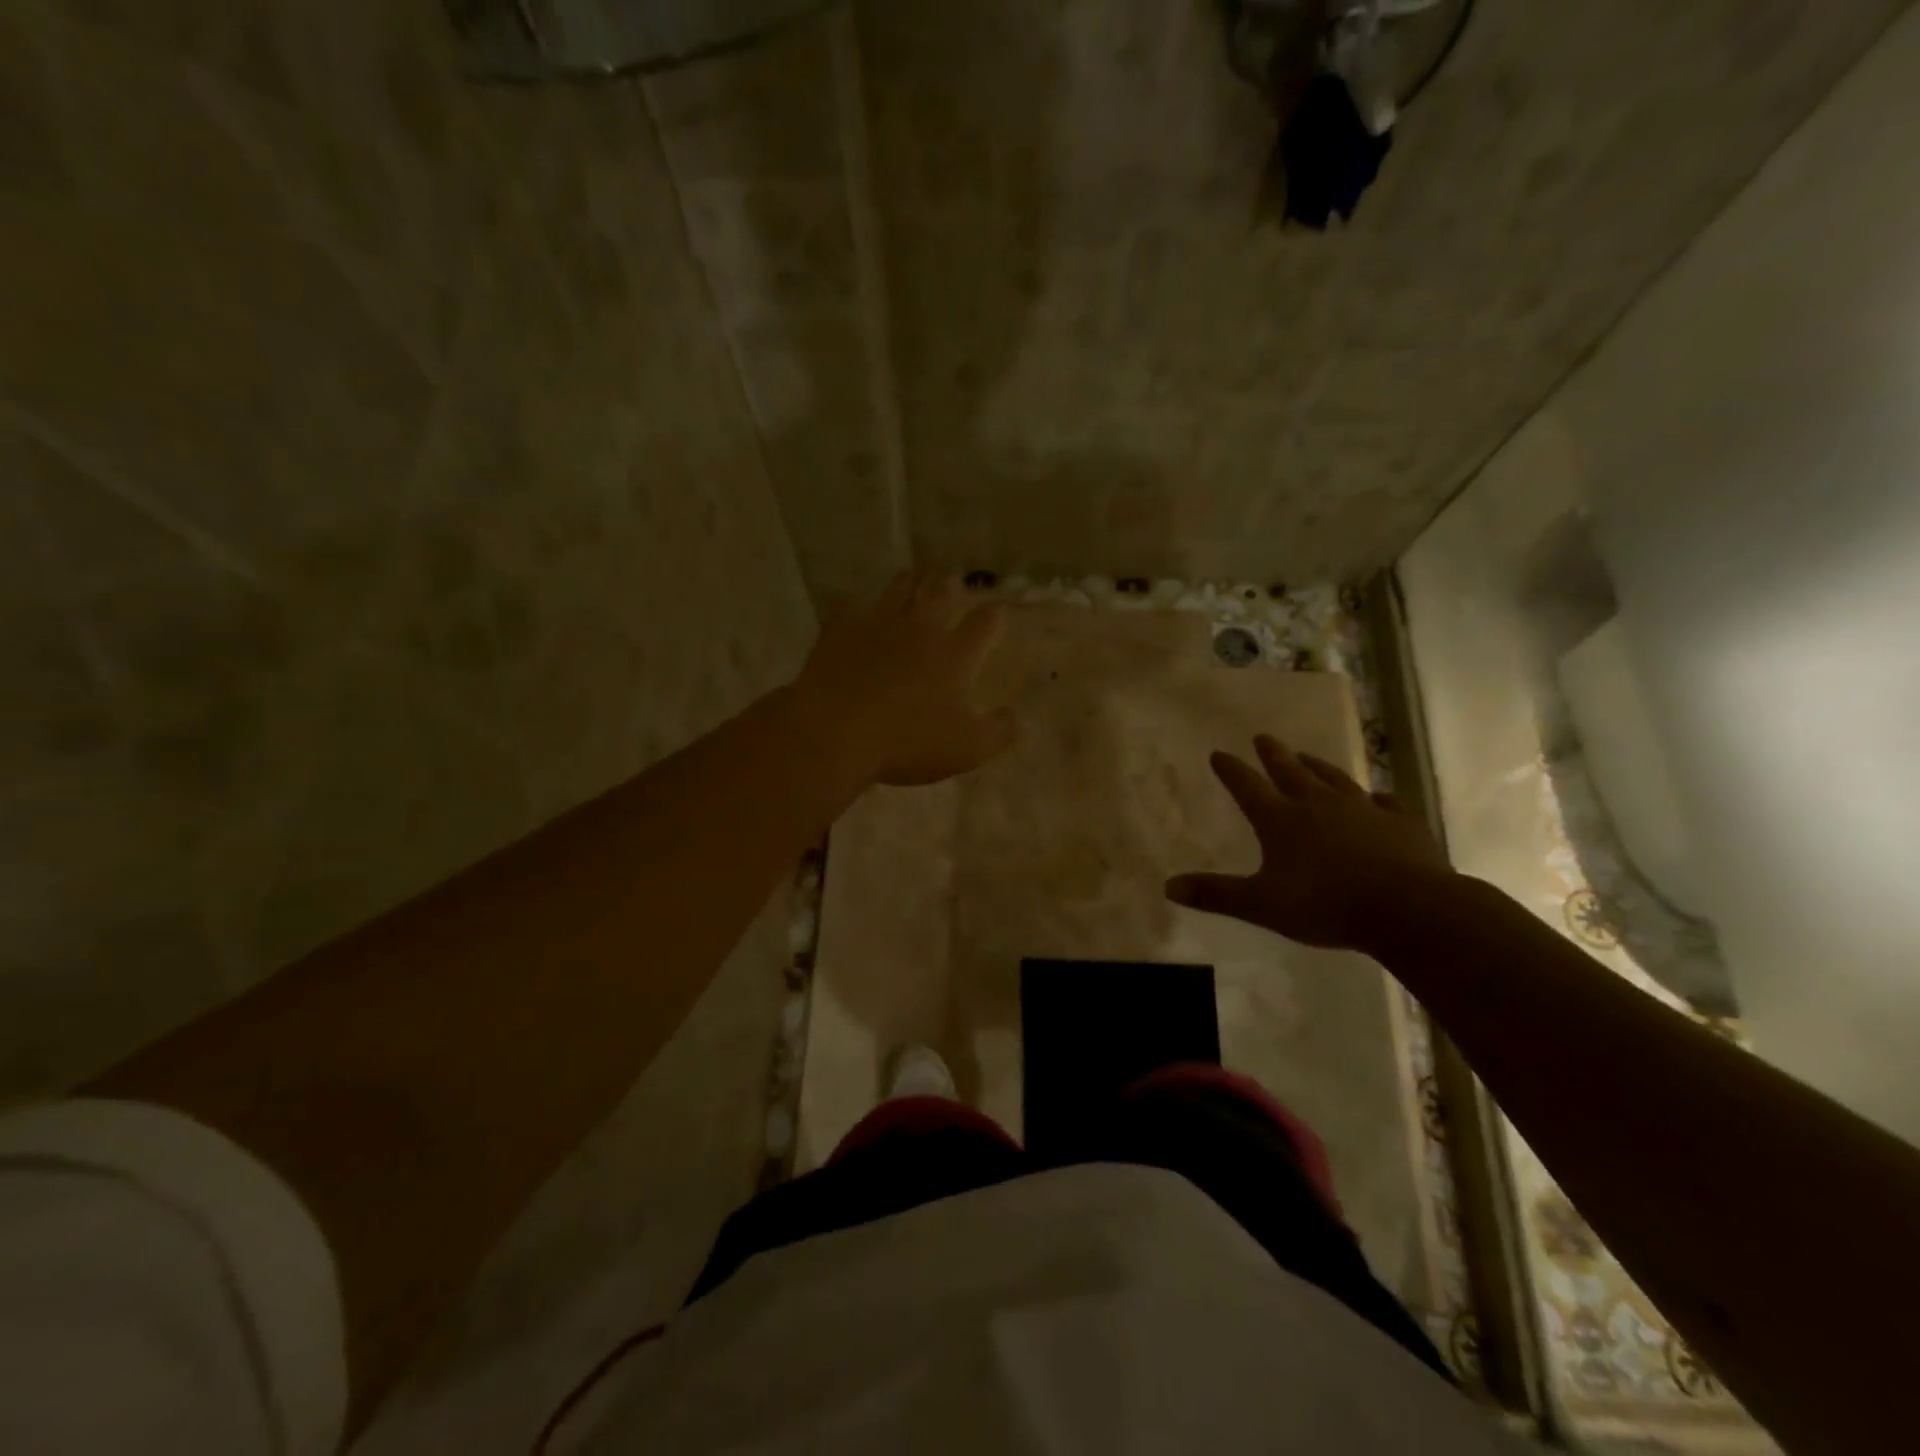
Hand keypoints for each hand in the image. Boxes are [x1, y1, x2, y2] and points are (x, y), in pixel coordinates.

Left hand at [791, 570, 1017, 789]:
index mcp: (953, 654)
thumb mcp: (966, 750)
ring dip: (911, 582)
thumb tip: (1021, 719)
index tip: (999, 612)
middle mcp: (919, 629)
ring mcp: (877, 625)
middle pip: (940, 594)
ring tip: (915, 577)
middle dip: (951, 585)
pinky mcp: (840, 630)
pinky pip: (854, 610)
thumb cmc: (907, 742)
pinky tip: (859, 612)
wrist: (833, 732)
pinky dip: (862, 609)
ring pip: (899, 591)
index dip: (995, 615)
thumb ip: (999, 733)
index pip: (984, 623)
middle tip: (955, 579)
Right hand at [1166, 735, 1453, 951]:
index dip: (1230, 770)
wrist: (1408, 908)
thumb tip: (1168, 887)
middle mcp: (1318, 804)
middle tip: (1263, 736)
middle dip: (1273, 754)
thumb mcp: (1261, 905)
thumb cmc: (1325, 905)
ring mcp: (1363, 810)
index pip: (1247, 787)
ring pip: (1334, 779)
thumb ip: (1216, 894)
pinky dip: (1377, 797)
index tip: (1218, 753)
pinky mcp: (1400, 823)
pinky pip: (1386, 803)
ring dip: (1317, 766)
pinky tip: (1377, 797)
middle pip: (1290, 771)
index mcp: (1280, 820)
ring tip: (1306, 755)